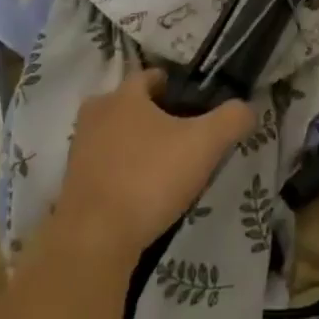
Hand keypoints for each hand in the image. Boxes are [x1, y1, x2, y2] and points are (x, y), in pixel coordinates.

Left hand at [43, 71, 253, 266]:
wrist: (94, 241)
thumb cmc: (150, 178)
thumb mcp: (206, 144)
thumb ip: (232, 119)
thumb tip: (247, 109)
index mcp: (124, 96)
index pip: (150, 76)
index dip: (174, 86)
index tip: (193, 104)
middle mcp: (96, 115)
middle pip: (128, 104)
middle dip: (151, 115)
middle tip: (179, 135)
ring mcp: (79, 151)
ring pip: (113, 135)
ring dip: (134, 145)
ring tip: (162, 166)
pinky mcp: (71, 186)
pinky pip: (103, 167)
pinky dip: (120, 172)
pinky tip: (141, 192)